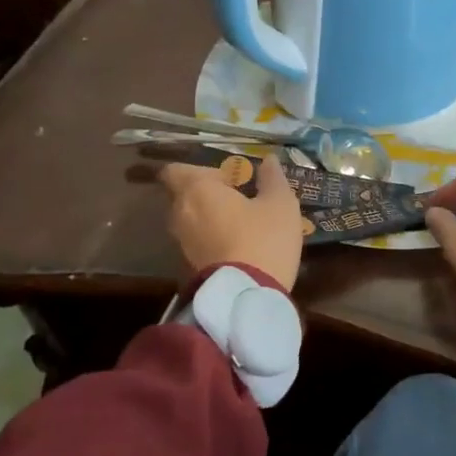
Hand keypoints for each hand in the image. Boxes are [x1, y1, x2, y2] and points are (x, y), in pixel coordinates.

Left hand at [159, 157, 304, 290]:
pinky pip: (197, 241)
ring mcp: (182, 242)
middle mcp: (181, 213)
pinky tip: (238, 244)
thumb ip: (273, 178)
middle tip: (239, 198)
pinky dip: (212, 239)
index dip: (198, 170)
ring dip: (210, 218)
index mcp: (197, 190)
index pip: (175, 170)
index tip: (226, 177)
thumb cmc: (263, 238)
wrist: (246, 296)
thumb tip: (269, 160)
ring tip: (241, 223)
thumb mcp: (280, 204)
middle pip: (184, 195)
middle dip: (207, 194)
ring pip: (190, 220)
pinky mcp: (189, 265)